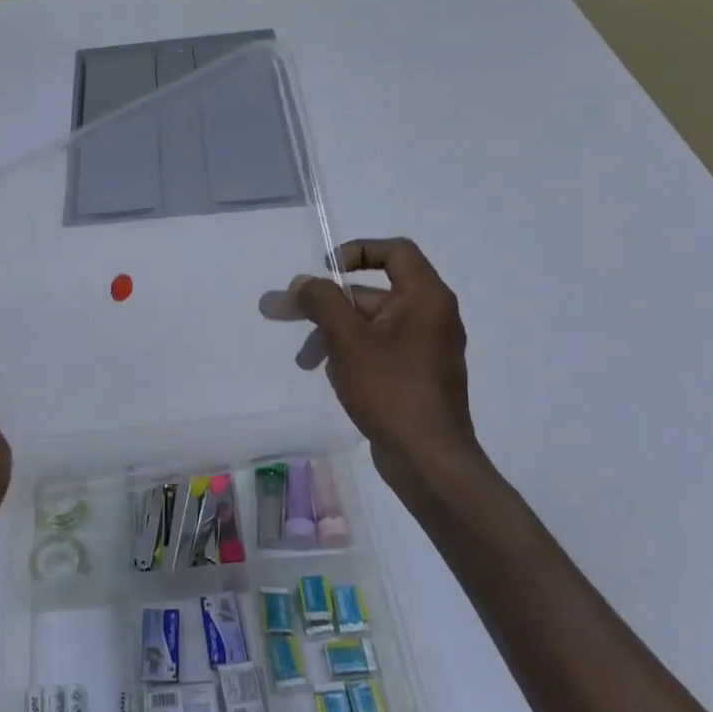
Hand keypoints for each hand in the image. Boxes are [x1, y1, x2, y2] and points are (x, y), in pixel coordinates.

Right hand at [278, 238, 489, 508]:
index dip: (357, 251)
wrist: (429, 461)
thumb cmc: (391, 389)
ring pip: (370, 326)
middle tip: (281, 312)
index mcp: (426, 298)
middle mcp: (431, 317)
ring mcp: (425, 349)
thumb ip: (322, 301)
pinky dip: (351, 355)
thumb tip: (302, 283)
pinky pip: (378, 351)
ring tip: (304, 362)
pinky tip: (330, 377)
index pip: (395, 252)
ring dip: (332, 335)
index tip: (324, 269)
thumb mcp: (348, 338)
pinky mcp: (416, 377)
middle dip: (326, 305)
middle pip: (372, 293)